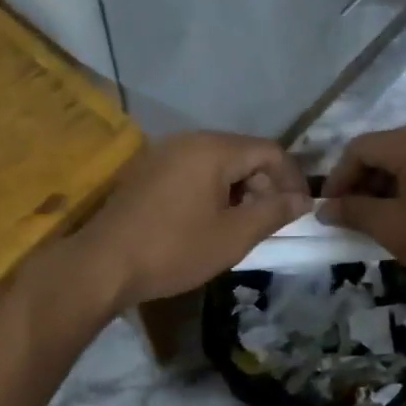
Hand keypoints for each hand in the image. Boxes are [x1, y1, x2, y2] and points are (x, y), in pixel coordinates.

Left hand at [72, 132, 310, 306]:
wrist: (103, 264)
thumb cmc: (174, 249)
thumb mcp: (233, 236)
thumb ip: (273, 212)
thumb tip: (302, 199)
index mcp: (213, 149)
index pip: (270, 151)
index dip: (292, 179)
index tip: (299, 211)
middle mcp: (189, 140)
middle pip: (243, 153)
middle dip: (265, 185)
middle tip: (269, 222)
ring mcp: (164, 153)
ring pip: (219, 163)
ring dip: (239, 189)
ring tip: (241, 225)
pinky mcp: (148, 171)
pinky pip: (194, 170)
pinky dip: (213, 190)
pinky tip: (209, 221)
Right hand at [318, 123, 405, 307]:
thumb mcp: (393, 229)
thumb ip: (353, 212)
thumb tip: (325, 209)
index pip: (362, 147)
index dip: (338, 177)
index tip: (329, 209)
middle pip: (388, 147)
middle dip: (364, 180)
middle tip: (351, 215)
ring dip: (390, 183)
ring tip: (379, 217)